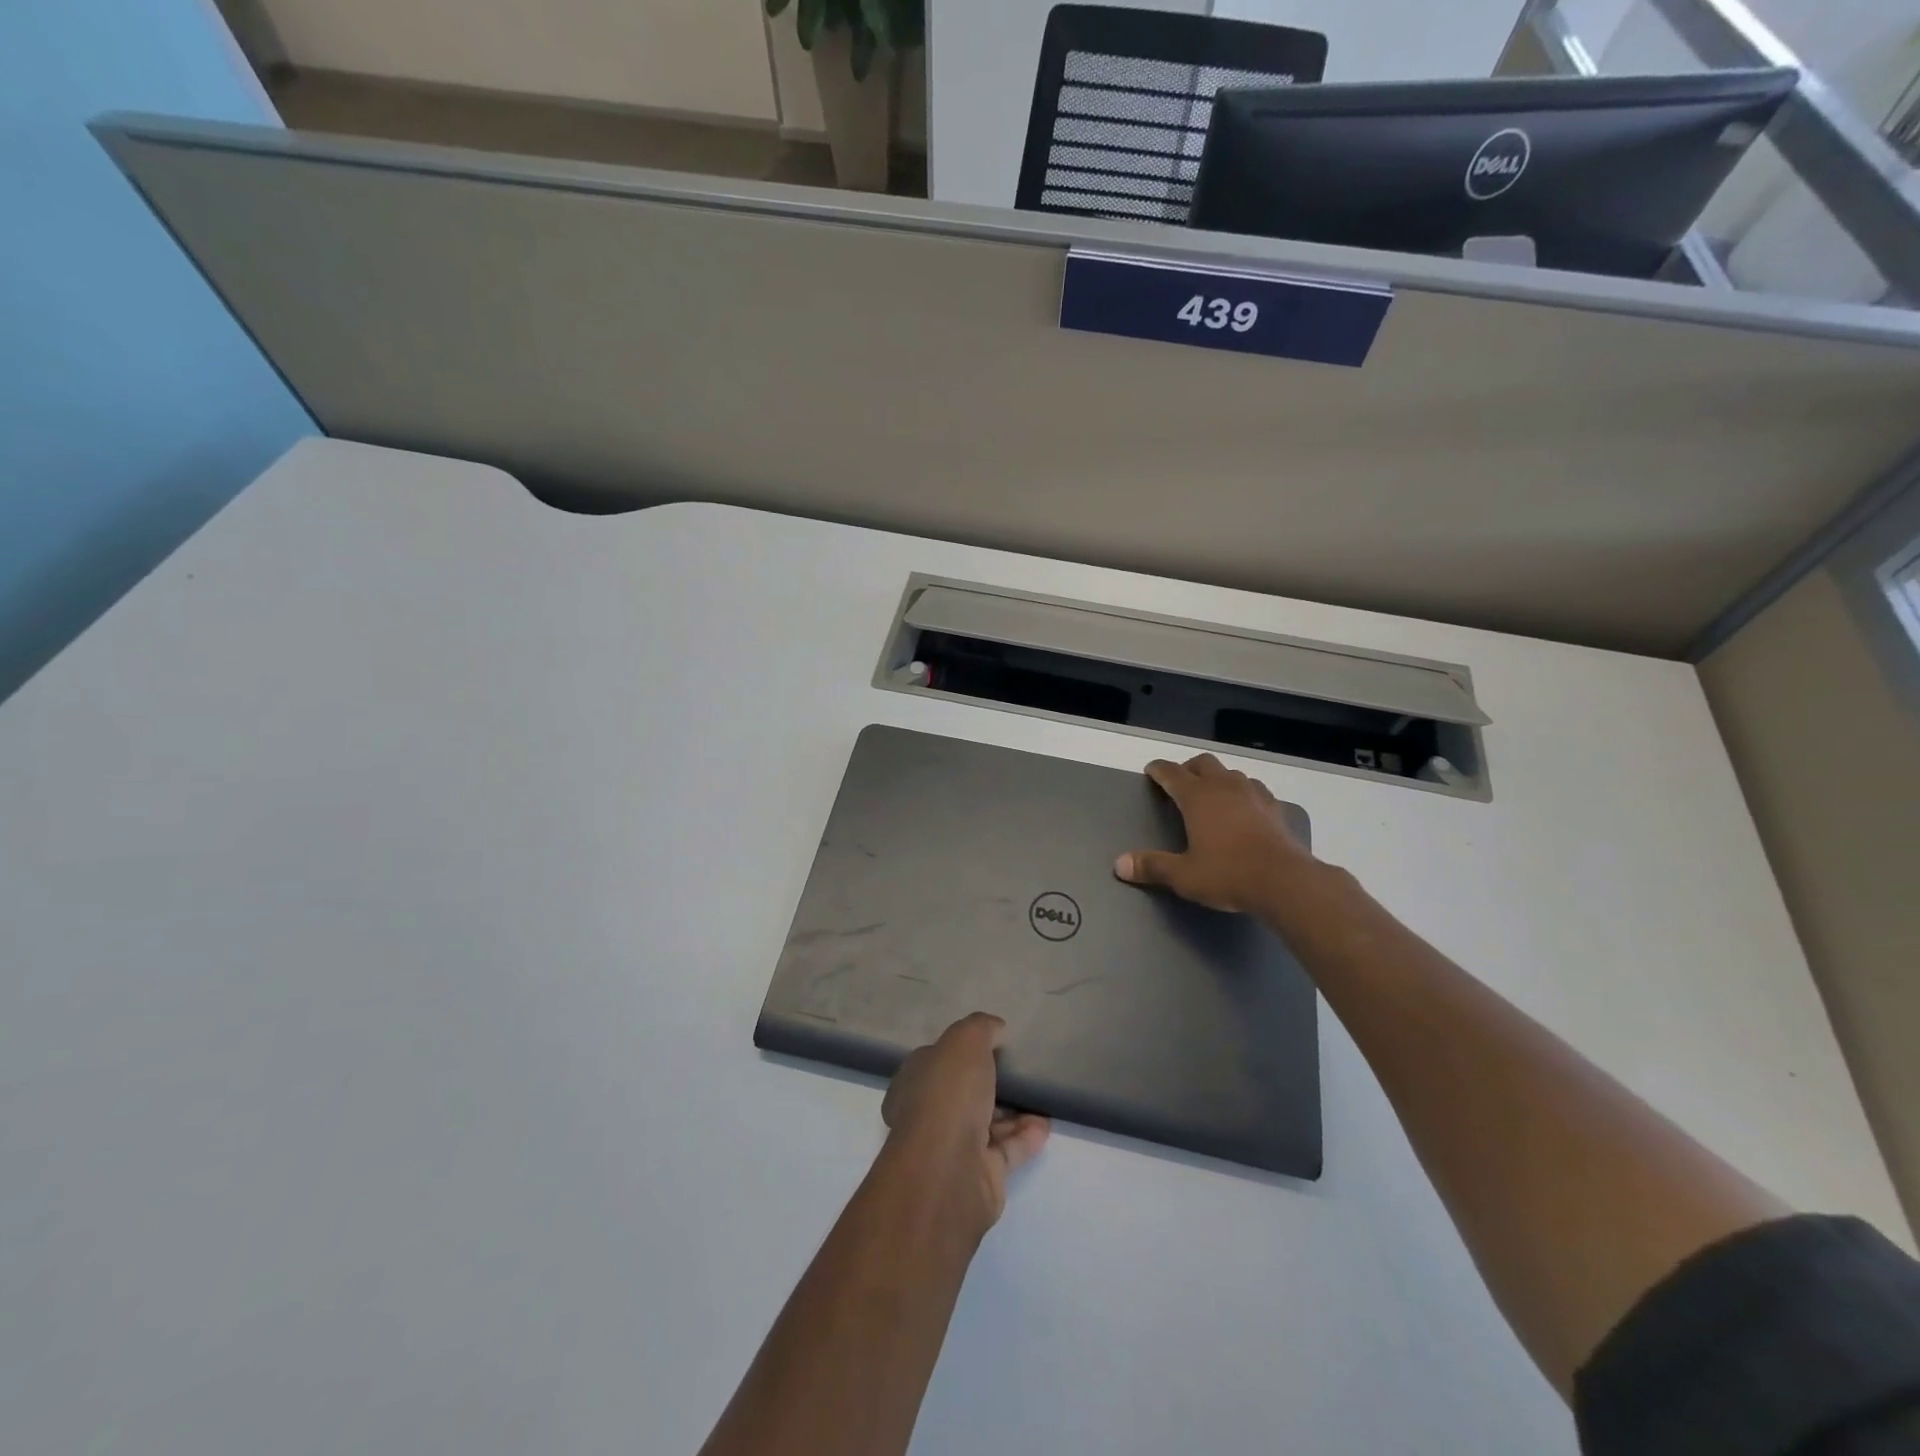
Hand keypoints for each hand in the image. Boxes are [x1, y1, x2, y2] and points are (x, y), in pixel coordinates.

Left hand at [882, 1013, 1050, 1234]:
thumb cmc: (948, 1094)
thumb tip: (996, 1029)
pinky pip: (1006, 1150)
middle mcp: (929, 1115)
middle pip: (963, 1094)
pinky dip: (1025, 1136)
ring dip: (1013, 1111)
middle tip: (1020, 1070)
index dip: (961, 1051)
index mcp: (915, 1081)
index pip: (936, 1061)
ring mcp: (953, 1148)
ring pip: (986, 1123)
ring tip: (1040, 1094)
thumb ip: (981, 1028)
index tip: (991, 1044)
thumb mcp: (965, 1041)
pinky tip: (1045, 1123)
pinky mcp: (980, 1175)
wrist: (949, 1169)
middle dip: (990, 1083)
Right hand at [1114, 753, 1311, 913]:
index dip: (1158, 770)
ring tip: (1212, 794)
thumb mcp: (1183, 875)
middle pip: (1203, 763)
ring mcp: (1254, 795)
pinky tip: (1244, 808)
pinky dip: (1243, 792)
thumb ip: (1152, 866)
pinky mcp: (1275, 809)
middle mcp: (1224, 787)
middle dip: (1189, 768)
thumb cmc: (1228, 874)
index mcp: (1197, 797)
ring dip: (1218, 778)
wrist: (1286, 881)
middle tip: (1180, 782)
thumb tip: (1120, 864)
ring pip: (1231, 773)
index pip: (1172, 773)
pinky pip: (1255, 789)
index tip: (1151, 770)